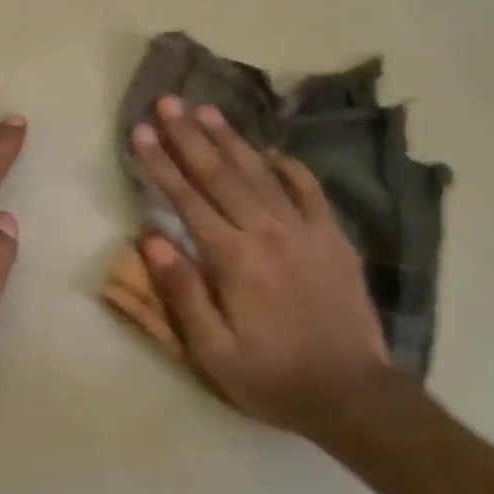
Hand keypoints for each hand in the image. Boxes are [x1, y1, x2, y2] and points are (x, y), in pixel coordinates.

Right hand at [130, 95, 393, 438]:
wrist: (352, 393)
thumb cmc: (272, 376)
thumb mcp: (213, 351)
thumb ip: (182, 292)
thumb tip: (151, 238)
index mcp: (232, 258)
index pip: (186, 199)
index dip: (161, 163)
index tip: (142, 132)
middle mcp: (267, 231)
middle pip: (220, 174)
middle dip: (189, 135)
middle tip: (169, 101)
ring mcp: (305, 230)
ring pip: (260, 172)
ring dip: (231, 139)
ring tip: (207, 109)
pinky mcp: (333, 237)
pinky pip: (309, 189)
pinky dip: (288, 166)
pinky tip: (271, 150)